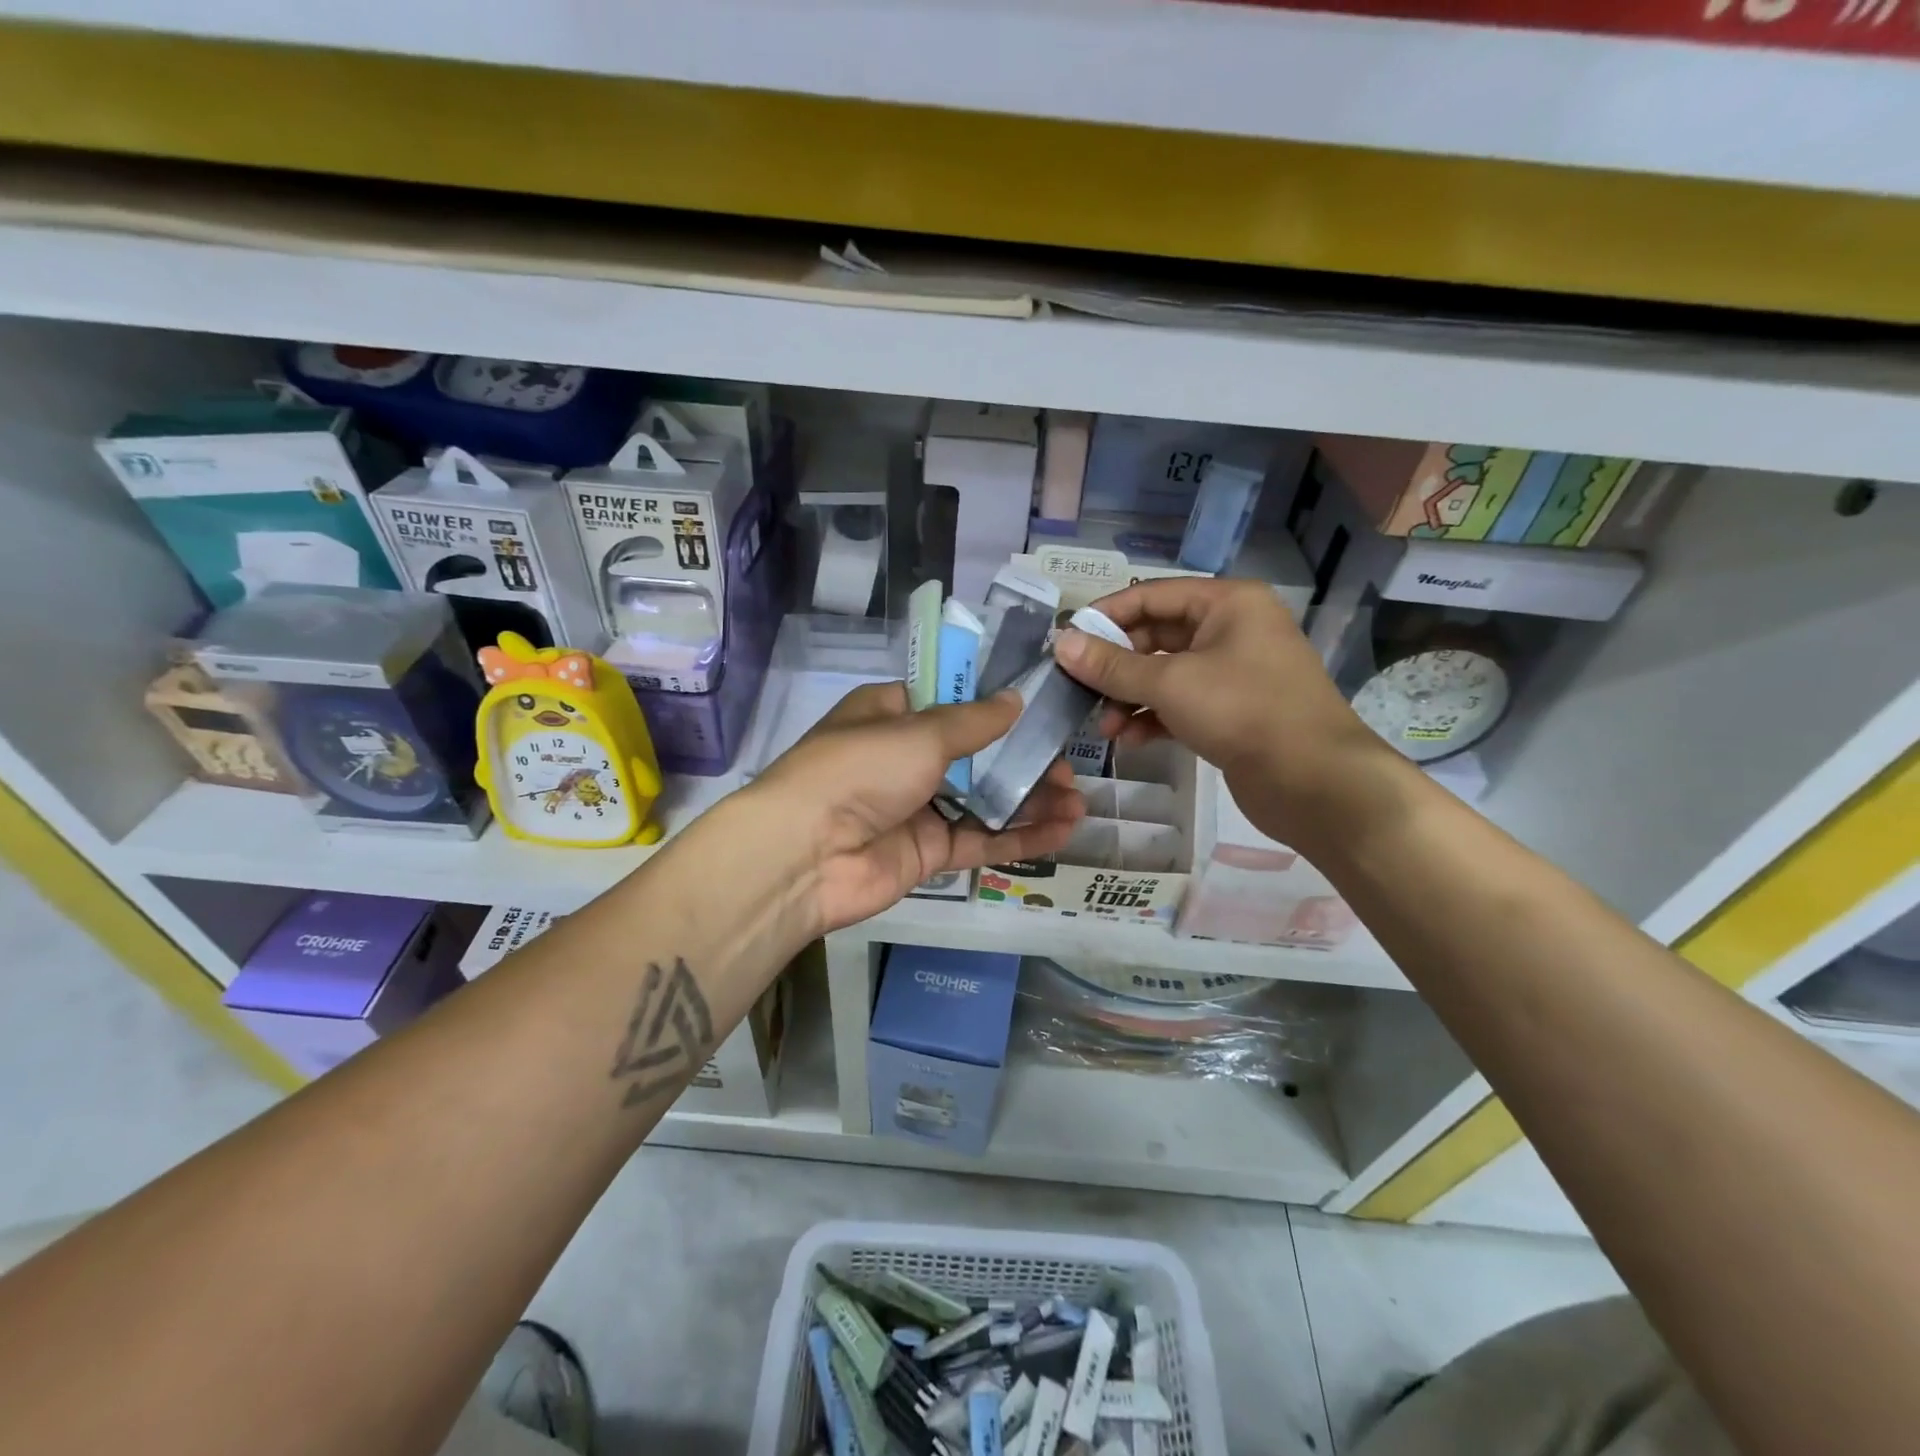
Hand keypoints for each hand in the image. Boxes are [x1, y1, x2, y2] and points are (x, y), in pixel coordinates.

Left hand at [747, 682, 1083, 934]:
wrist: (806, 855)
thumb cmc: (860, 770)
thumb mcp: (919, 732)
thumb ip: (973, 721)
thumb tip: (1015, 698)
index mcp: (892, 714)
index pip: (952, 701)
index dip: (996, 704)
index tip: (1041, 706)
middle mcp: (905, 758)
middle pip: (976, 754)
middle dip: (1023, 759)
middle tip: (1066, 765)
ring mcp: (918, 807)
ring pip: (984, 800)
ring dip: (1029, 800)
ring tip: (1077, 801)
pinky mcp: (928, 852)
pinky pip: (980, 840)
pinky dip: (1020, 837)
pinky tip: (1062, 831)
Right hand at [1053, 578, 1389, 843]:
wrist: (1315, 780)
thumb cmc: (1242, 711)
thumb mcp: (1170, 683)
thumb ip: (1111, 666)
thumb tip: (1061, 644)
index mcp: (1226, 603)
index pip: (1151, 595)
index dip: (1105, 616)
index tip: (1066, 641)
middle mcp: (1231, 629)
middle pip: (1156, 636)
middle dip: (1116, 666)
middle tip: (1078, 689)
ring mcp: (1233, 672)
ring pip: (1166, 674)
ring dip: (1130, 697)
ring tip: (1104, 727)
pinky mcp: (1232, 711)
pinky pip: (1181, 704)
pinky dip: (1153, 717)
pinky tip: (1130, 740)